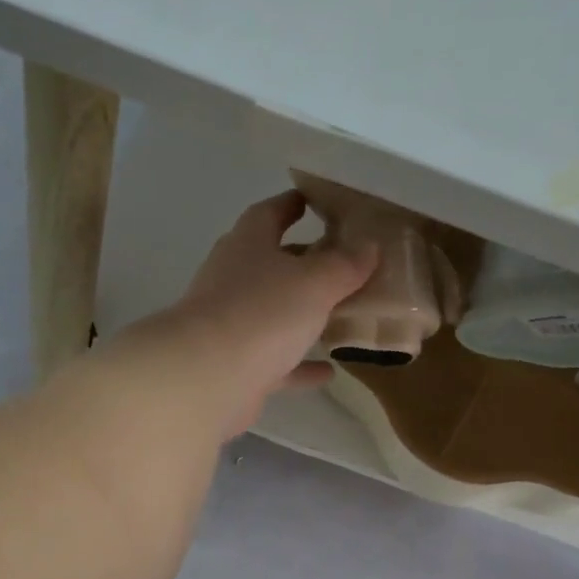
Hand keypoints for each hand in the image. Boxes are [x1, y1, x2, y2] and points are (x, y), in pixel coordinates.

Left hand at [146, 190, 376, 437]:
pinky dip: (300, 365)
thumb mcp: (315, 282)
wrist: (208, 378)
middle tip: (342, 262)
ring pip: (274, 314)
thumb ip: (345, 265)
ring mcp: (233, 325)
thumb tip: (369, 245)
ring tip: (342, 315)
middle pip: (272, 264)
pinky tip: (329, 370)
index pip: (270, 213)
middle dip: (304, 261)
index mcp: (248, 245)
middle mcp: (235, 279)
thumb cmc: (262, 314)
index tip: (315, 201)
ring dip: (303, 315)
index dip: (293, 204)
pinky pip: (277, 362)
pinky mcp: (237, 366)